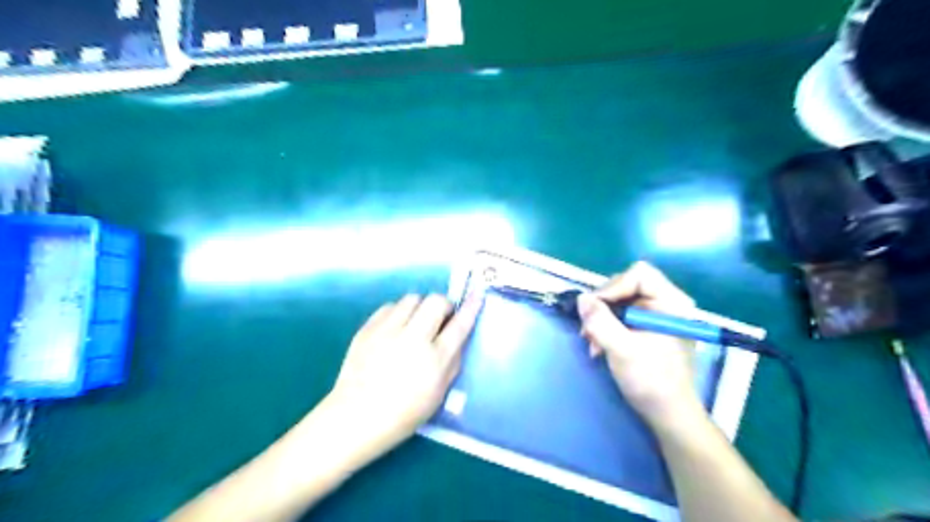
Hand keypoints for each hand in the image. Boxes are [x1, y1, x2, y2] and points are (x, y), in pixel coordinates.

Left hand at [325, 295, 479, 454]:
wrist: (356, 417)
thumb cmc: (404, 413)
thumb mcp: (439, 393)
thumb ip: (453, 361)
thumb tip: (458, 336)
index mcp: (434, 359)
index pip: (459, 324)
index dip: (470, 307)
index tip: (476, 295)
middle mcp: (413, 339)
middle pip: (436, 301)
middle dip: (444, 305)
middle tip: (441, 318)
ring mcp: (387, 331)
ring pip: (412, 298)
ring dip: (421, 307)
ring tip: (416, 323)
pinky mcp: (368, 328)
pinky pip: (390, 306)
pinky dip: (399, 312)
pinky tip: (396, 328)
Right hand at [579, 260, 700, 426]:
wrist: (668, 414)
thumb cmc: (651, 381)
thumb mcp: (622, 350)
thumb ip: (600, 322)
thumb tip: (581, 299)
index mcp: (671, 302)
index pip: (638, 274)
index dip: (613, 287)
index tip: (596, 310)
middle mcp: (666, 303)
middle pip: (625, 285)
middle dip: (603, 307)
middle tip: (589, 331)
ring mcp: (657, 314)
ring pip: (619, 300)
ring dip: (601, 319)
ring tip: (593, 343)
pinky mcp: (648, 326)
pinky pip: (621, 314)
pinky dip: (607, 327)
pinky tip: (600, 346)